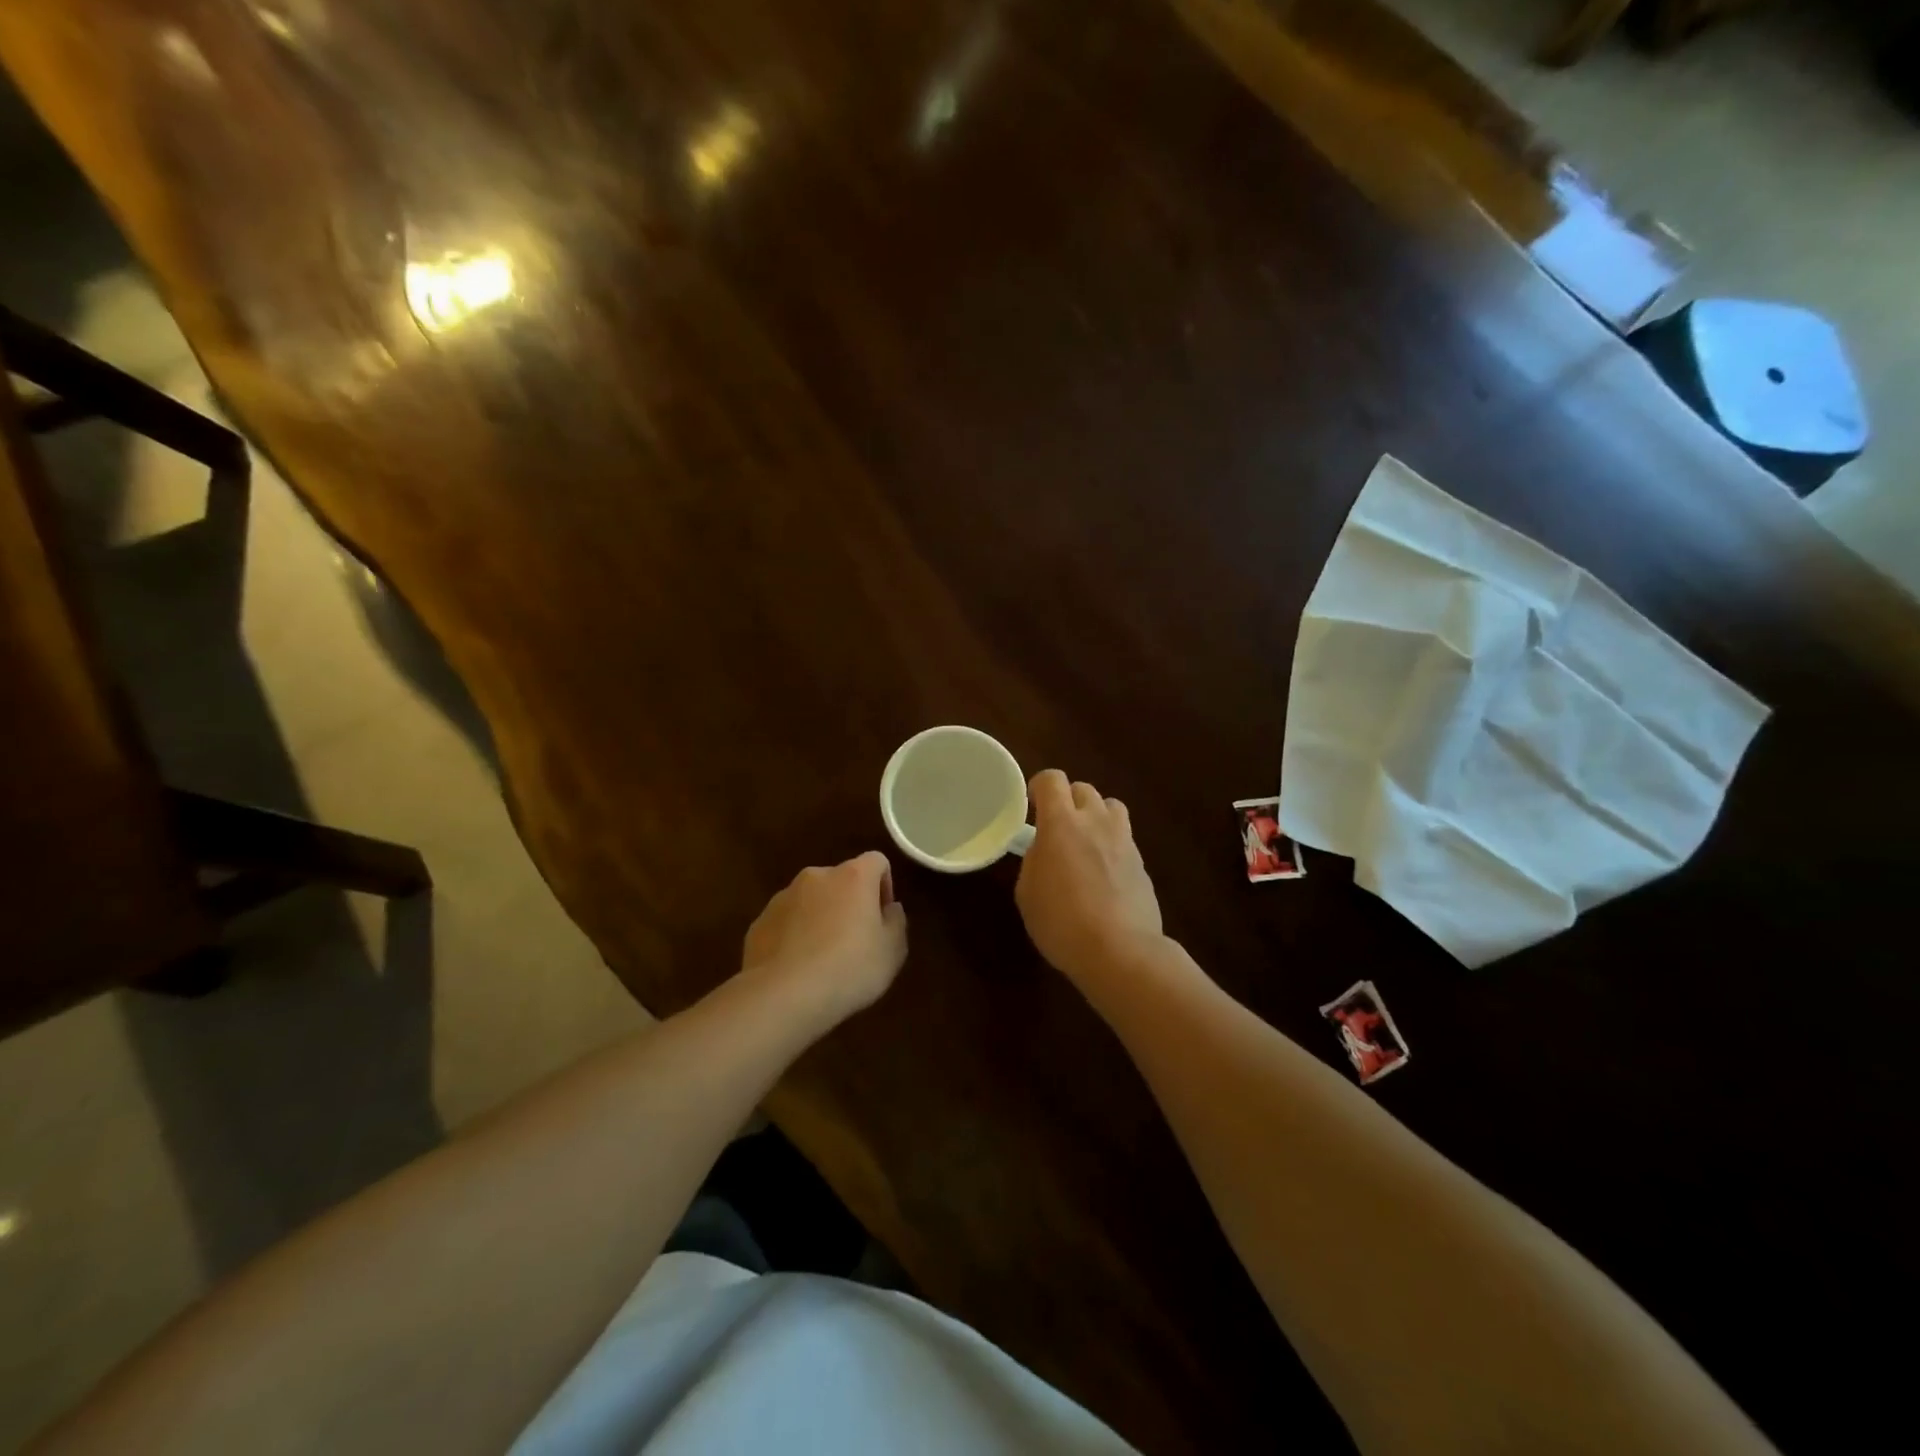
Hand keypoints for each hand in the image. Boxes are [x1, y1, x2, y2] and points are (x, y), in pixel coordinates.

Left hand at [742, 851, 907, 1023]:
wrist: (783, 996)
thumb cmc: (849, 968)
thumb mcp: (892, 951)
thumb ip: (896, 922)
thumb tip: (890, 909)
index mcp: (853, 876)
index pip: (877, 861)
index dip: (884, 886)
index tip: (882, 917)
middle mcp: (816, 876)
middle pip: (841, 880)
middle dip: (849, 903)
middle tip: (855, 940)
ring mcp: (783, 897)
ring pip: (810, 900)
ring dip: (820, 918)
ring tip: (822, 958)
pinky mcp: (759, 922)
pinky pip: (785, 922)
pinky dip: (794, 936)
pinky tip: (796, 969)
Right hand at [1015, 770, 1163, 984]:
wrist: (1120, 950)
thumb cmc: (1062, 922)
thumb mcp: (1028, 892)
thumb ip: (1034, 860)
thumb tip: (1045, 850)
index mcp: (1061, 823)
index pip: (1052, 780)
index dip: (1039, 785)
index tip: (1032, 804)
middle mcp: (1096, 822)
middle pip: (1084, 789)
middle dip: (1068, 800)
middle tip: (1057, 827)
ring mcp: (1124, 840)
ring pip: (1111, 807)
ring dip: (1096, 815)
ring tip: (1085, 842)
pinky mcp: (1142, 863)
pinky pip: (1124, 838)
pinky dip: (1111, 845)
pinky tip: (1103, 873)